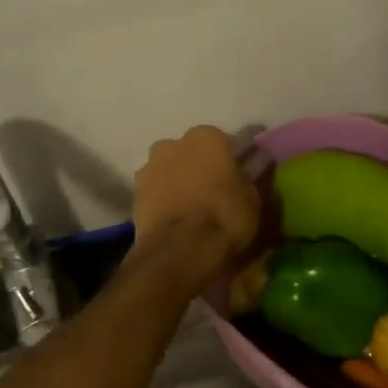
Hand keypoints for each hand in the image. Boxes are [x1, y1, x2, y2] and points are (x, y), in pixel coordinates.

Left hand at [131, 126, 260, 286]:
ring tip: (192, 206)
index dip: (235, 160)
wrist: (179, 250)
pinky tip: (176, 216)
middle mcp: (175, 143)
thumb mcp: (253, 198)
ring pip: (171, 169)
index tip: (241, 175)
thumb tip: (253, 166)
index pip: (227, 142)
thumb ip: (250, 177)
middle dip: (202, 166)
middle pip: (193, 152)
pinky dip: (165, 198)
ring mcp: (150, 166)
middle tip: (215, 191)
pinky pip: (157, 190)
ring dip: (180, 180)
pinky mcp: (134, 192)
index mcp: (208, 137)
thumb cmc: (224, 217)